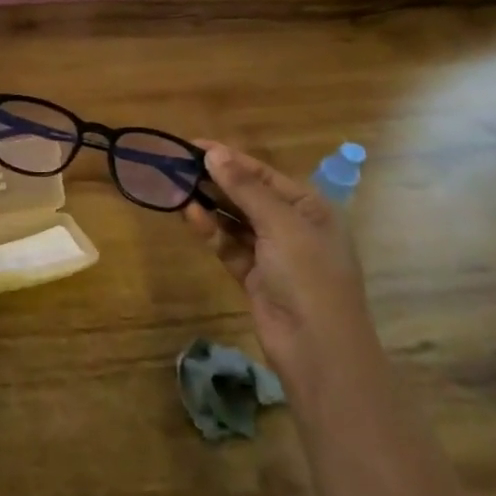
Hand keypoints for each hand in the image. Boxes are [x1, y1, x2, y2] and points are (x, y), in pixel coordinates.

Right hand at [184, 142, 378, 393]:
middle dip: (216, 181)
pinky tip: (190, 216)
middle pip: (247, 195)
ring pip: (235, 220)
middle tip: (177, 166)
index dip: (229, 158)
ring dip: (210, 205)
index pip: (263, 174)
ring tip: (177, 188)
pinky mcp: (254, 276)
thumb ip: (245, 188)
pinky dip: (211, 231)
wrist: (318, 350)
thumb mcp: (280, 225)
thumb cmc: (309, 276)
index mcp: (310, 208)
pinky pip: (228, 244)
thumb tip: (213, 153)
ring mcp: (273, 253)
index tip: (192, 145)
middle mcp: (293, 226)